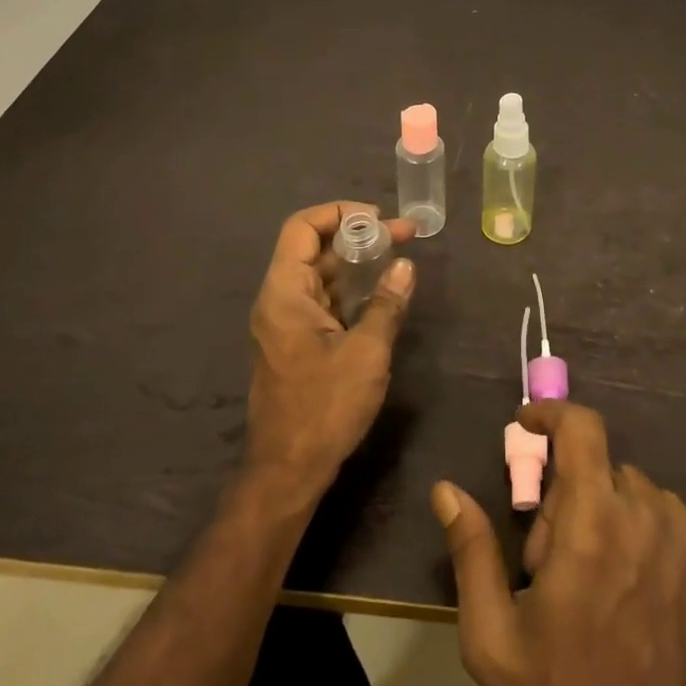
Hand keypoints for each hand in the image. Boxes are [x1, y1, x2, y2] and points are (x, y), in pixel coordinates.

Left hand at [243, 202, 414, 510]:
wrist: (289, 471)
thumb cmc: (324, 408)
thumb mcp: (366, 352)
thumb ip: (386, 304)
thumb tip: (405, 266)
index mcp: (285, 292)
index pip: (302, 228)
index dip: (339, 213)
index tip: (379, 219)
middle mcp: (279, 299)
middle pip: (314, 248)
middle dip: (359, 236)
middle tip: (404, 235)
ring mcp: (286, 322)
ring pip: (321, 275)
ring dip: (357, 262)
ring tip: (399, 256)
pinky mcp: (297, 342)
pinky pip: (323, 300)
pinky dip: (351, 288)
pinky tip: (381, 292)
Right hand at [431, 402, 685, 685]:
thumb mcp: (496, 639)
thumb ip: (471, 553)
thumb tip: (446, 490)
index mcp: (592, 519)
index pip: (580, 426)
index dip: (551, 413)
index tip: (528, 427)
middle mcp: (642, 509)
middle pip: (595, 467)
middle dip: (567, 497)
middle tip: (553, 560)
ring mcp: (683, 531)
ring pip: (629, 490)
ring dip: (604, 513)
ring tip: (595, 579)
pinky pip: (663, 514)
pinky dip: (640, 530)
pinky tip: (632, 586)